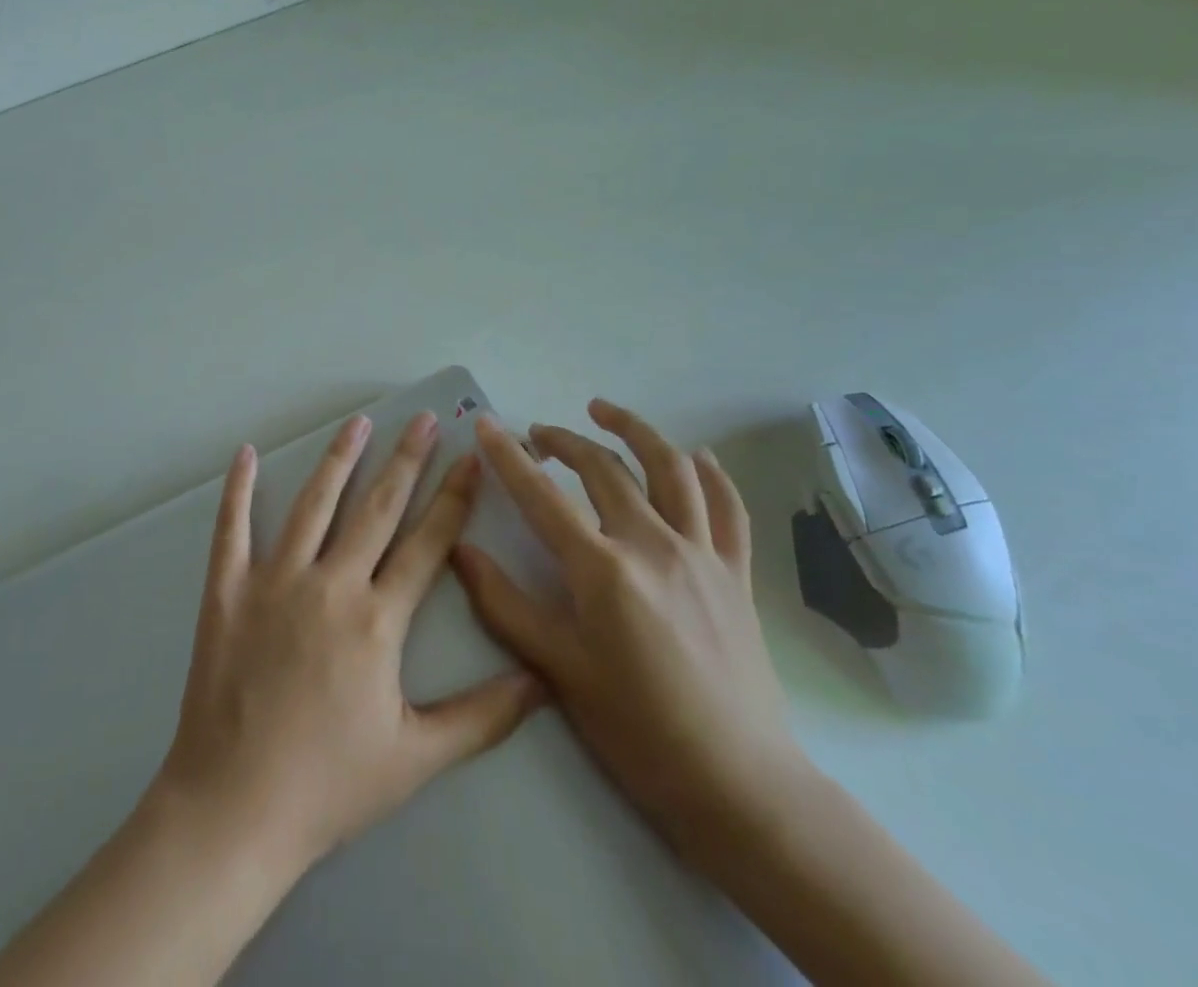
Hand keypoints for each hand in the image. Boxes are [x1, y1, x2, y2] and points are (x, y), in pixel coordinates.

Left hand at [152, 411, 543, 876]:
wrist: (235, 807)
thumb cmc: (329, 785)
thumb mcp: (416, 758)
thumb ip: (483, 716)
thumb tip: (542, 680)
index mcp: (377, 620)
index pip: (427, 543)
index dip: (453, 498)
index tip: (470, 459)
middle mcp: (330, 585)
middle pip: (377, 508)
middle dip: (405, 459)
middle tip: (422, 418)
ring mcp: (274, 581)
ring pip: (313, 504)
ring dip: (339, 458)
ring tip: (359, 421)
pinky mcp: (227, 589)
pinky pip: (232, 527)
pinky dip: (239, 489)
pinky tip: (247, 454)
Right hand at [454, 404, 805, 857]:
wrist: (738, 785)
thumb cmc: (637, 730)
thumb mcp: (557, 670)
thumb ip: (503, 604)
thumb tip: (459, 550)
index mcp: (603, 569)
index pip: (542, 495)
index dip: (508, 457)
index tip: (485, 425)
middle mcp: (654, 545)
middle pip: (603, 469)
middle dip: (563, 440)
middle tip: (536, 434)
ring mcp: (702, 554)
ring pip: (670, 468)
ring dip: (635, 430)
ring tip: (604, 411)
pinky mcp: (737, 573)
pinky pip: (727, 508)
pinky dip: (711, 473)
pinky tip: (695, 454)